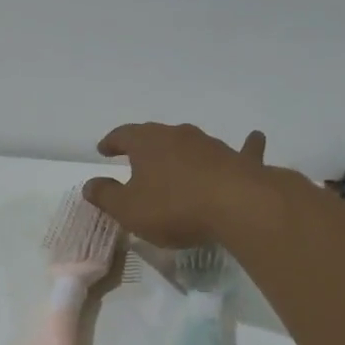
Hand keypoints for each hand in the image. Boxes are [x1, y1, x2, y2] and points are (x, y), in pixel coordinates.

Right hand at [83, 123, 269, 247]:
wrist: (236, 205)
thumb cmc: (173, 207)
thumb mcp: (128, 209)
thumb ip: (106, 196)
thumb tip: (89, 184)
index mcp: (147, 143)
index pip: (123, 135)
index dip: (111, 142)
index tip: (103, 150)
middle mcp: (178, 135)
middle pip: (156, 135)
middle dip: (145, 145)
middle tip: (136, 156)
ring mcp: (211, 145)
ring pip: (191, 143)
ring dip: (182, 151)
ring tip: (175, 161)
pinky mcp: (239, 160)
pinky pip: (242, 150)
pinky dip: (245, 146)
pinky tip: (255, 138)